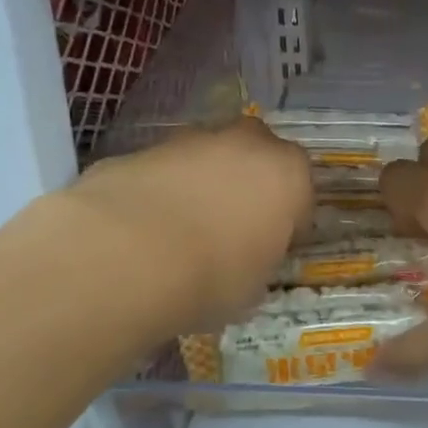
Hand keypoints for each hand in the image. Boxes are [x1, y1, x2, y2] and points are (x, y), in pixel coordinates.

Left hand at [59, 118, 313, 335]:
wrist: (127, 255)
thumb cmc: (212, 277)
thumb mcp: (253, 287)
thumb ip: (258, 259)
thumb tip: (244, 259)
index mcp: (287, 174)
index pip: (301, 192)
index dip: (288, 221)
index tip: (273, 246)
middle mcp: (244, 144)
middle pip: (256, 156)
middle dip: (247, 184)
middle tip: (231, 228)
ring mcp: (189, 140)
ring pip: (206, 158)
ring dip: (202, 184)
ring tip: (180, 232)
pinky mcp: (141, 148)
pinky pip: (163, 171)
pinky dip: (161, 190)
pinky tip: (143, 229)